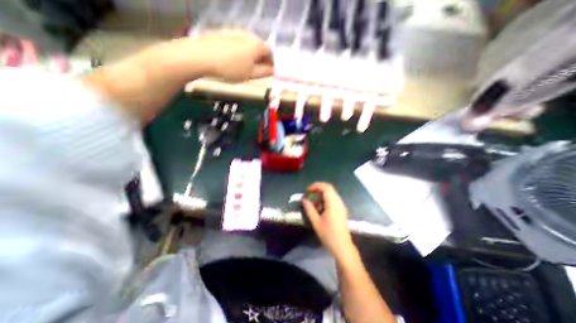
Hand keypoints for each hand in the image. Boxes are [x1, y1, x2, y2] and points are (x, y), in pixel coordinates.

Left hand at [187, 28, 272, 81]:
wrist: (200, 56)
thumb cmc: (230, 68)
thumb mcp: (250, 74)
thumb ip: (265, 72)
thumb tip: (274, 71)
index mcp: (257, 45)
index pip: (271, 53)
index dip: (272, 63)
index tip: (268, 73)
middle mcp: (248, 35)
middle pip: (260, 48)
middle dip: (261, 59)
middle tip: (256, 72)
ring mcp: (234, 32)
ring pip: (248, 45)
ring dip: (250, 56)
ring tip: (243, 68)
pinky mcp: (223, 33)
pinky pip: (237, 43)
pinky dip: (240, 52)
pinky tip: (232, 61)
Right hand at [302, 184, 355, 258]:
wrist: (343, 246)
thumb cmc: (329, 235)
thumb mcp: (316, 222)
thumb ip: (309, 209)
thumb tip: (303, 200)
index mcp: (333, 203)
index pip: (325, 187)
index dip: (315, 186)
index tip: (307, 191)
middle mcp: (338, 201)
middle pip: (328, 188)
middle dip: (317, 188)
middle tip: (309, 194)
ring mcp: (341, 205)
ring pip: (331, 193)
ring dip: (321, 193)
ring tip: (313, 201)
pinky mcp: (341, 209)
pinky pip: (333, 198)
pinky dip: (325, 198)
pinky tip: (320, 207)